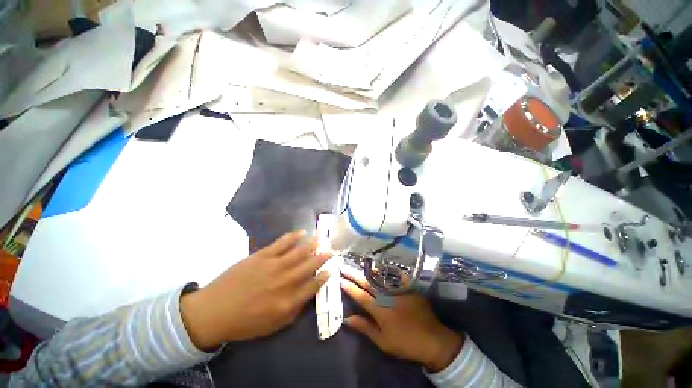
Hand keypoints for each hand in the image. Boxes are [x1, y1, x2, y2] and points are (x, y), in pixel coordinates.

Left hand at [180, 231, 330, 348]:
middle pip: (309, 266)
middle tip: (330, 249)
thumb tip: (307, 297)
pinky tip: (301, 232)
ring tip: (321, 239)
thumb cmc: (245, 322)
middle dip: (322, 257)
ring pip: (298, 252)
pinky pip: (281, 244)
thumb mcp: (272, 326)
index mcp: (288, 301)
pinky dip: (293, 237)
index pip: (313, 286)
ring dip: (312, 244)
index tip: (331, 269)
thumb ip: (293, 312)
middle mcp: (284, 282)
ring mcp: (273, 266)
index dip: (324, 276)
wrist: (214, 311)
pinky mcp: (262, 256)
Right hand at [340, 266, 463, 371]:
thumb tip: (347, 319)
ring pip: (379, 277)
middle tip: (343, 266)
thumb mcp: (383, 341)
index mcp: (379, 309)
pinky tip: (380, 267)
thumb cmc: (405, 343)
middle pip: (367, 283)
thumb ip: (365, 327)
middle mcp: (387, 295)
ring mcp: (398, 290)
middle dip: (353, 274)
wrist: (433, 340)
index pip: (359, 295)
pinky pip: (395, 276)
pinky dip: (386, 272)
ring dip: (366, 271)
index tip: (338, 278)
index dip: (348, 286)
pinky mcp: (408, 288)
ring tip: (357, 266)